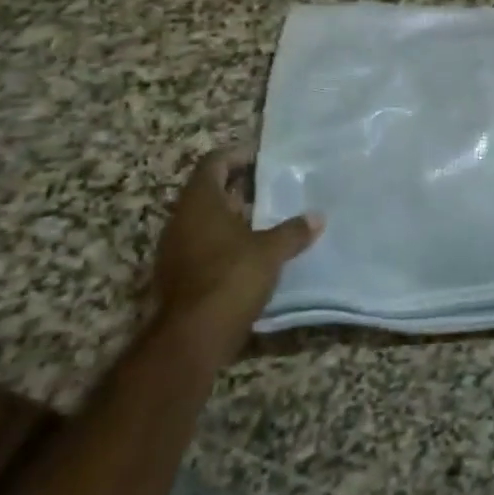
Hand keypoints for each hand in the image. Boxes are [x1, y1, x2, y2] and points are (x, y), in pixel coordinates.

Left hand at [154, 151, 321, 358]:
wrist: (191, 339)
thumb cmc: (230, 279)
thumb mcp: (270, 252)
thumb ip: (293, 231)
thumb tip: (317, 217)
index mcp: (200, 203)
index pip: (214, 163)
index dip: (238, 154)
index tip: (264, 155)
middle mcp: (182, 220)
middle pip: (209, 190)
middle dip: (240, 186)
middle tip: (273, 184)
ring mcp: (176, 249)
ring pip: (206, 220)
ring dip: (234, 215)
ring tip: (269, 216)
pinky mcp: (180, 275)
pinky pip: (204, 244)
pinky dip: (227, 240)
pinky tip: (254, 250)